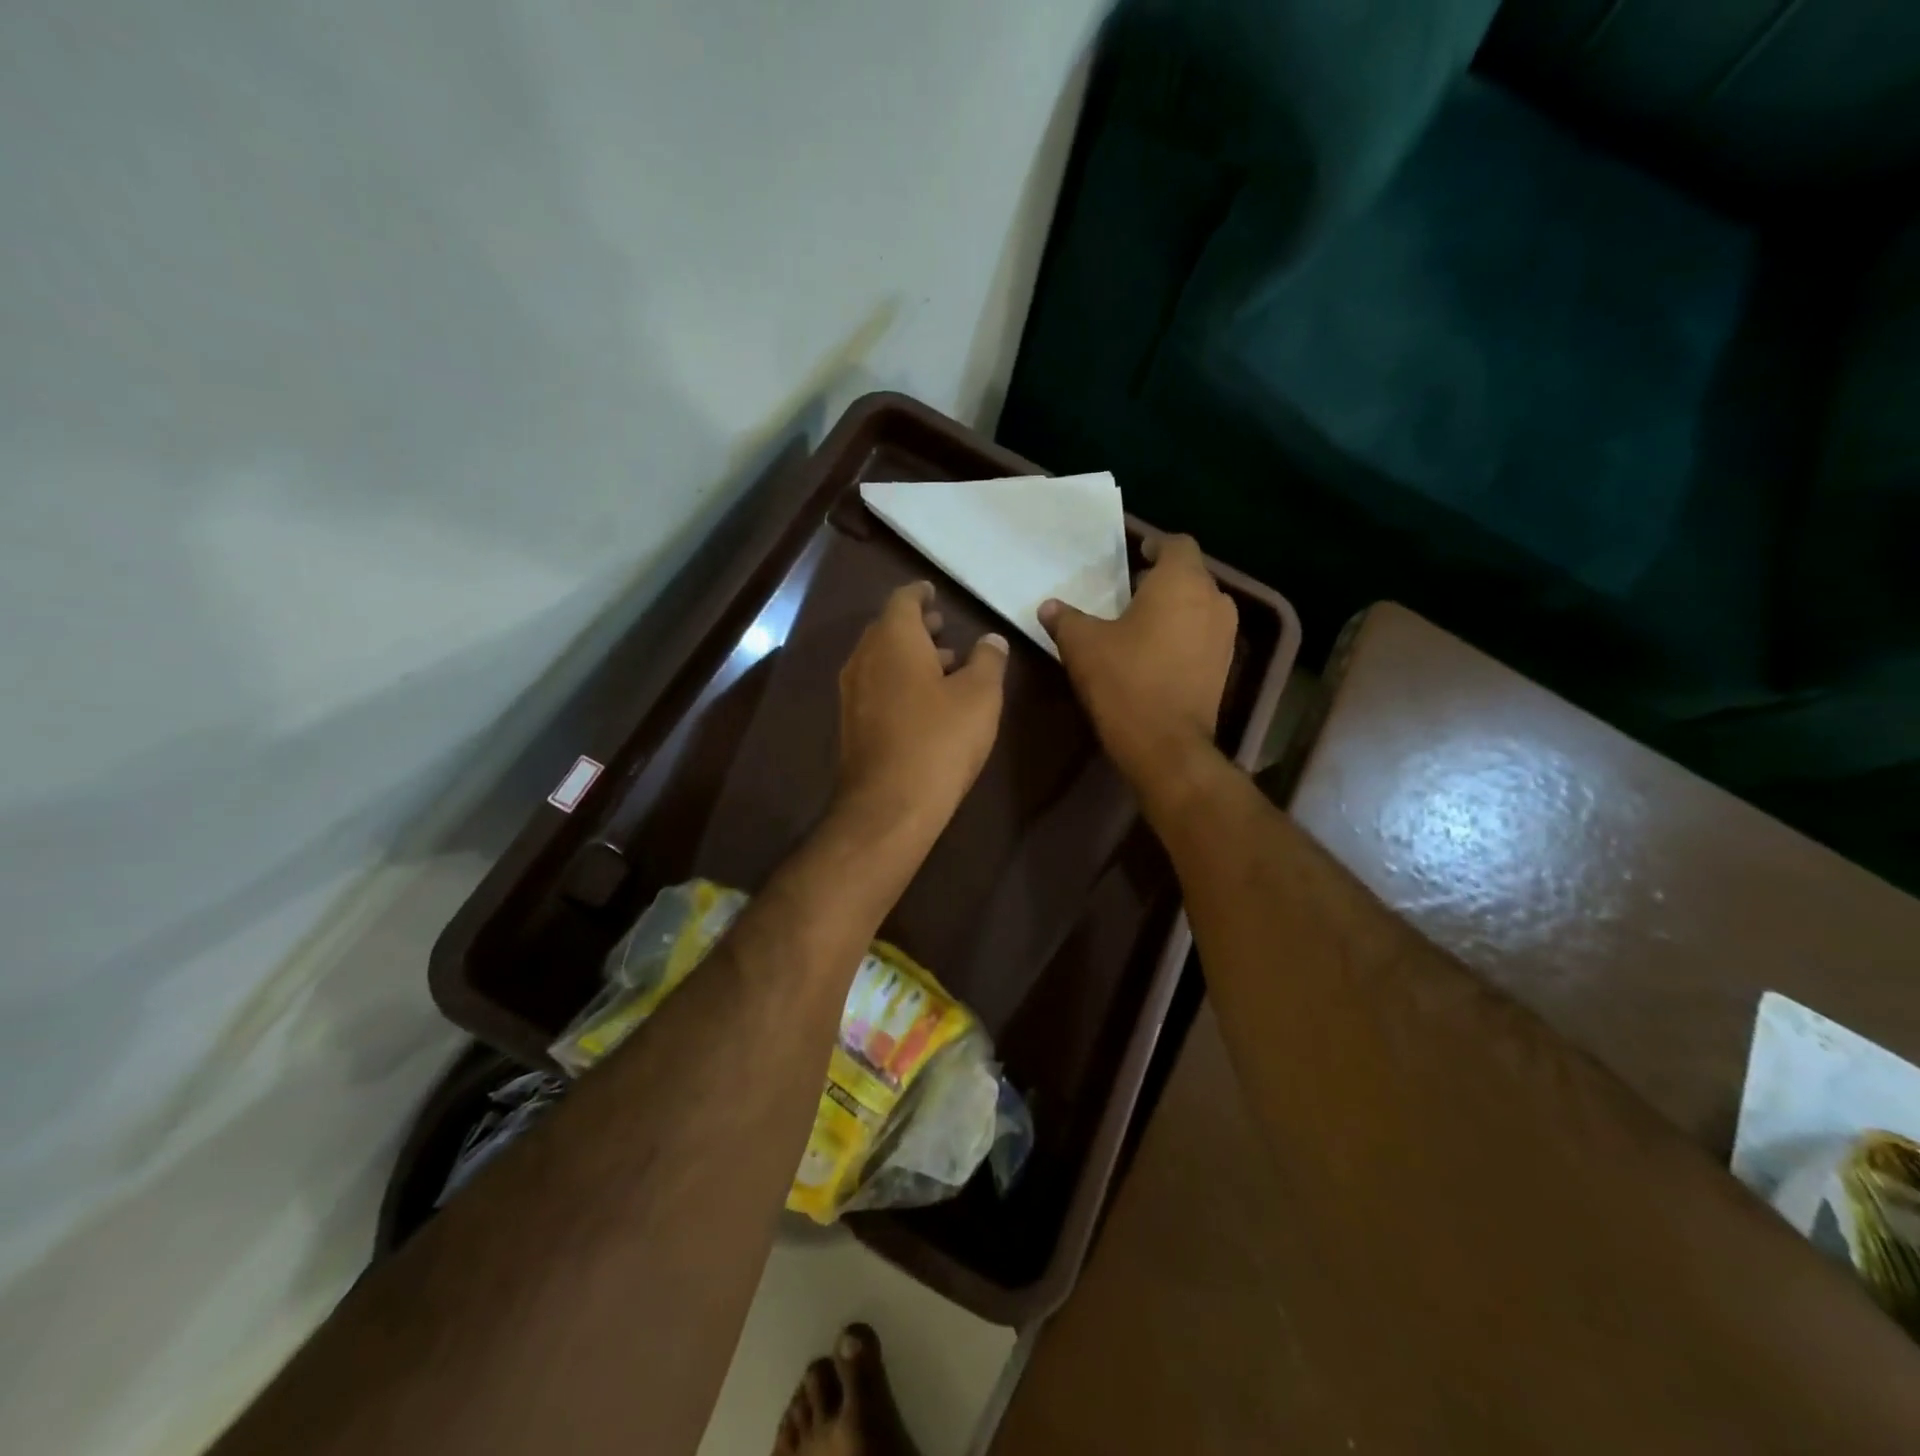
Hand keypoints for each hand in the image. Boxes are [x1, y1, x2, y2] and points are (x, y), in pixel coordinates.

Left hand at [834, 581, 1008, 842]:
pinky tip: (924, 703)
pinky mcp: (851, 724)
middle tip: (943, 629)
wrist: (889, 805)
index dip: (920, 593)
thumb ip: (988, 660)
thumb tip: (991, 640)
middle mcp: (864, 658)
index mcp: (893, 639)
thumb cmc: (940, 740)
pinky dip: (898, 682)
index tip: (934, 593)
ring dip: (909, 657)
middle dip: (916, 627)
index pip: (903, 600)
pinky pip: (876, 687)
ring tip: (944, 667)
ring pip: (881, 660)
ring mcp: (852, 693)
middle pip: (888, 629)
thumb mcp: (980, 696)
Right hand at [1039, 534, 1236, 789]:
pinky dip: (1184, 633)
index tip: (1134, 554)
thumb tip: (1048, 606)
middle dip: (1162, 578)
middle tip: (1129, 589)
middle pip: (1190, 574)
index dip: (1155, 544)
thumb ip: (1065, 619)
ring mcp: (1224, 635)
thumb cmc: (1125, 681)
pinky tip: (1156, 651)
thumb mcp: (1082, 645)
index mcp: (1181, 582)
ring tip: (1141, 621)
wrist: (1165, 745)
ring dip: (1175, 607)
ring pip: (1199, 605)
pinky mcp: (1224, 666)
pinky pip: (1203, 634)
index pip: (1177, 543)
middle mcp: (1213, 600)